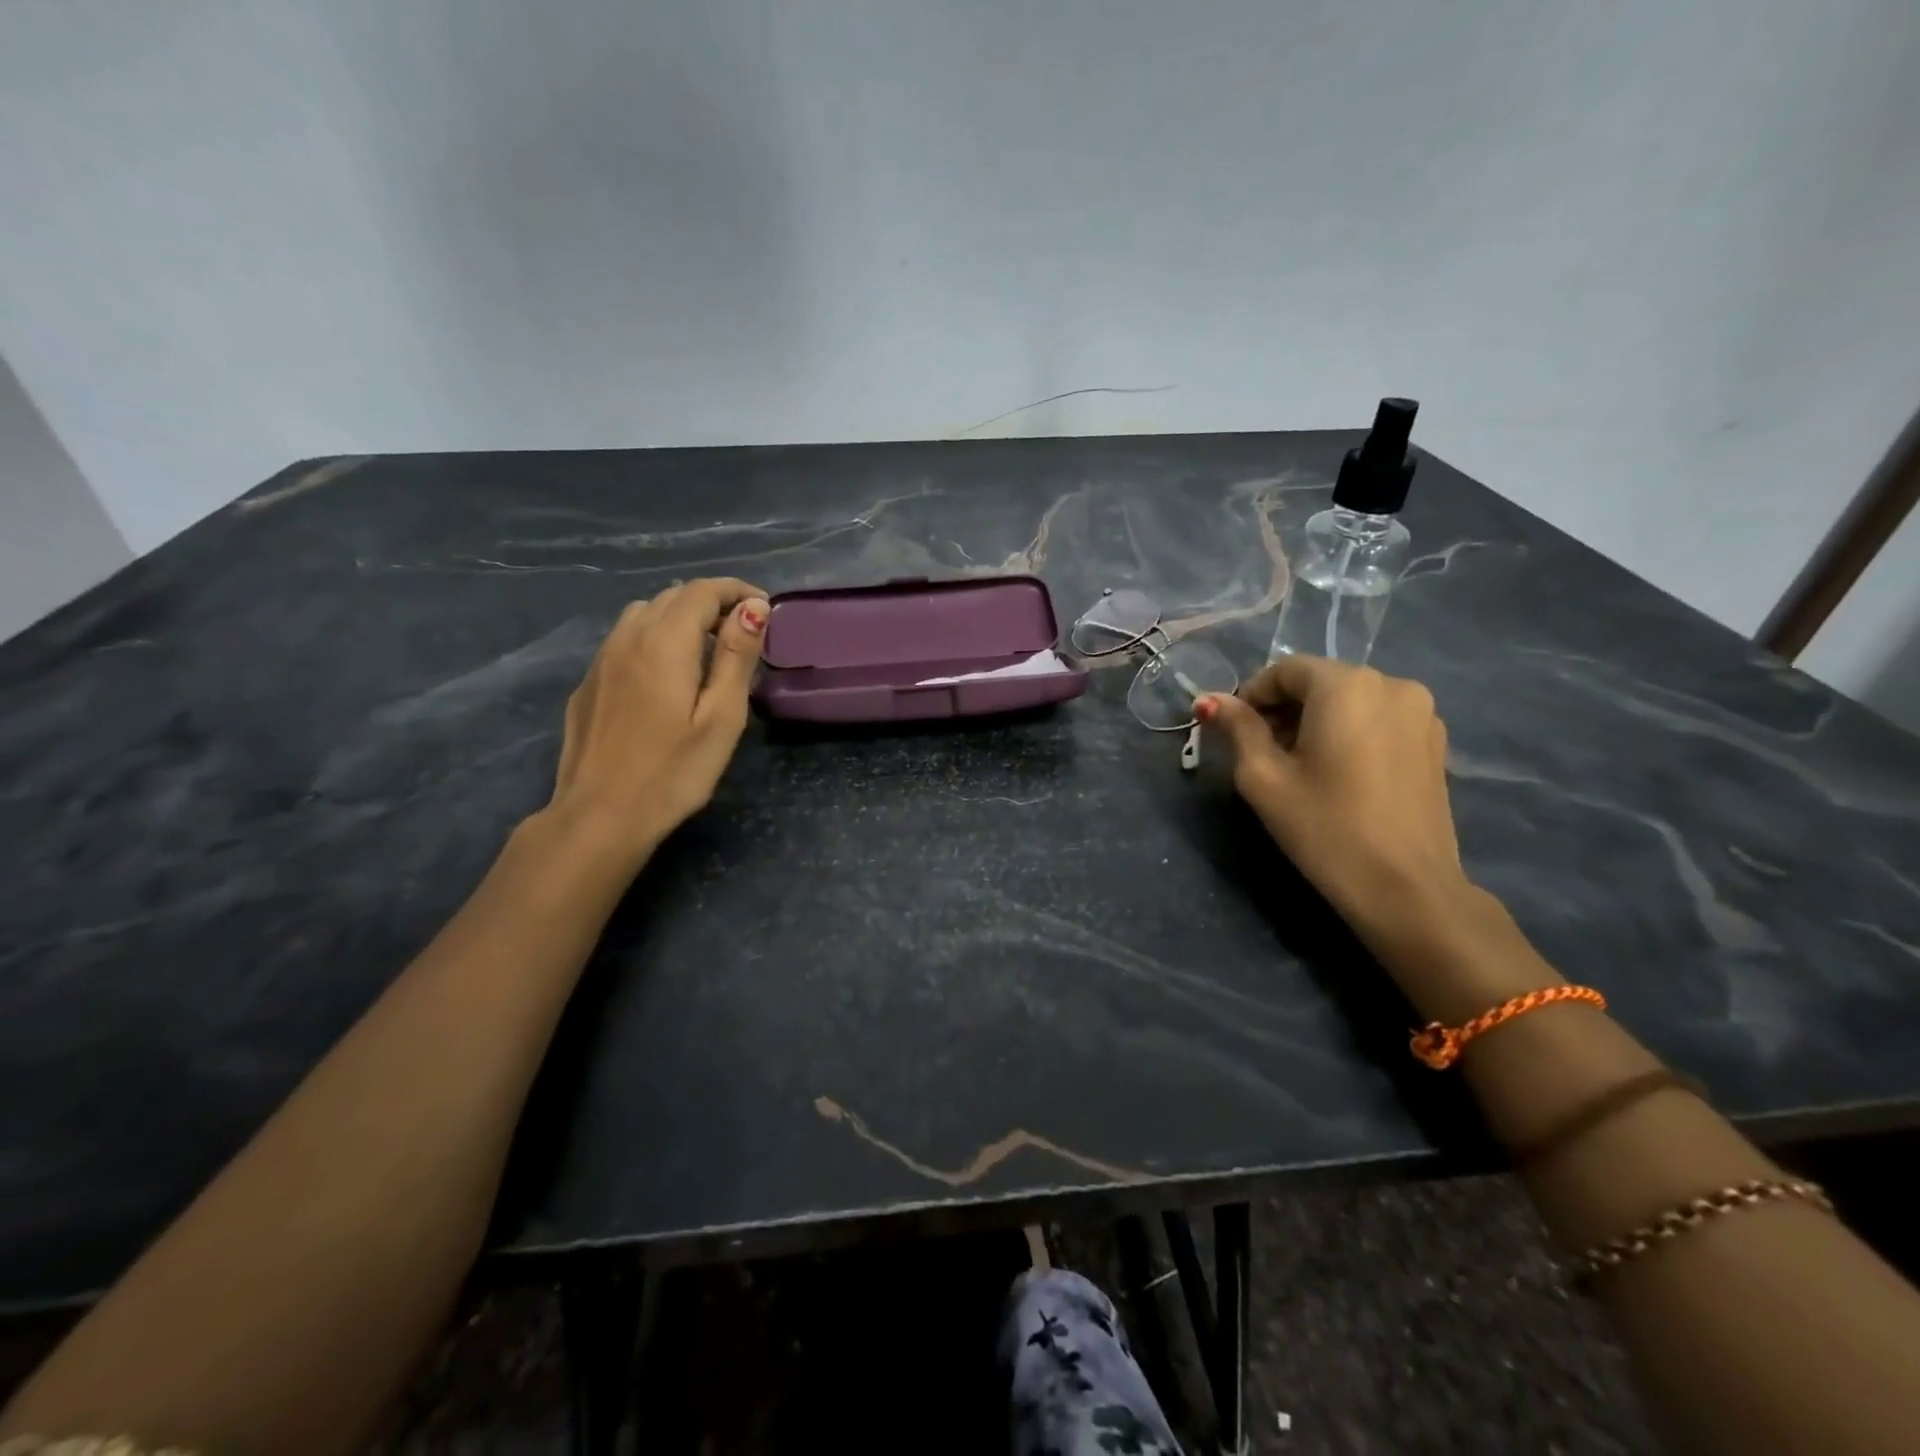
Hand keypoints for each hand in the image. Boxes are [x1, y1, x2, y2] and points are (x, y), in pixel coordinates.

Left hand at [546, 578, 768, 867]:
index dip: (737, 591)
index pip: (703, 591)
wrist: (599, 816)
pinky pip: (625, 640)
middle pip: (672, 596)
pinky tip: (666, 676)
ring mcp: (601, 660)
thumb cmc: (673, 772)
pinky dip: (654, 639)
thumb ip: (737, 656)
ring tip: (706, 651)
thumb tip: (754, 607)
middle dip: (712, 603)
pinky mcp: (589, 683)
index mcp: (665, 642)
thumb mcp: (721, 717)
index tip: (765, 611)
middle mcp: (628, 637)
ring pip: (644, 614)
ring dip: (680, 618)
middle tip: (743, 635)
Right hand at [1197, 656, 1474, 952]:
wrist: (1406, 888)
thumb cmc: (1324, 828)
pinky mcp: (1435, 741)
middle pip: (1320, 682)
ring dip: (1316, 720)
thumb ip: (1237, 728)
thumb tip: (1208, 700)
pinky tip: (1338, 772)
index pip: (1285, 670)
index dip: (1252, 696)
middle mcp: (1391, 684)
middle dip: (1284, 708)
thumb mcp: (1263, 778)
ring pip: (1350, 700)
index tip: (1233, 731)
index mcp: (1346, 686)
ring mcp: (1422, 712)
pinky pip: (1378, 719)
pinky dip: (1349, 732)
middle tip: (1260, 752)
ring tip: (1300, 765)